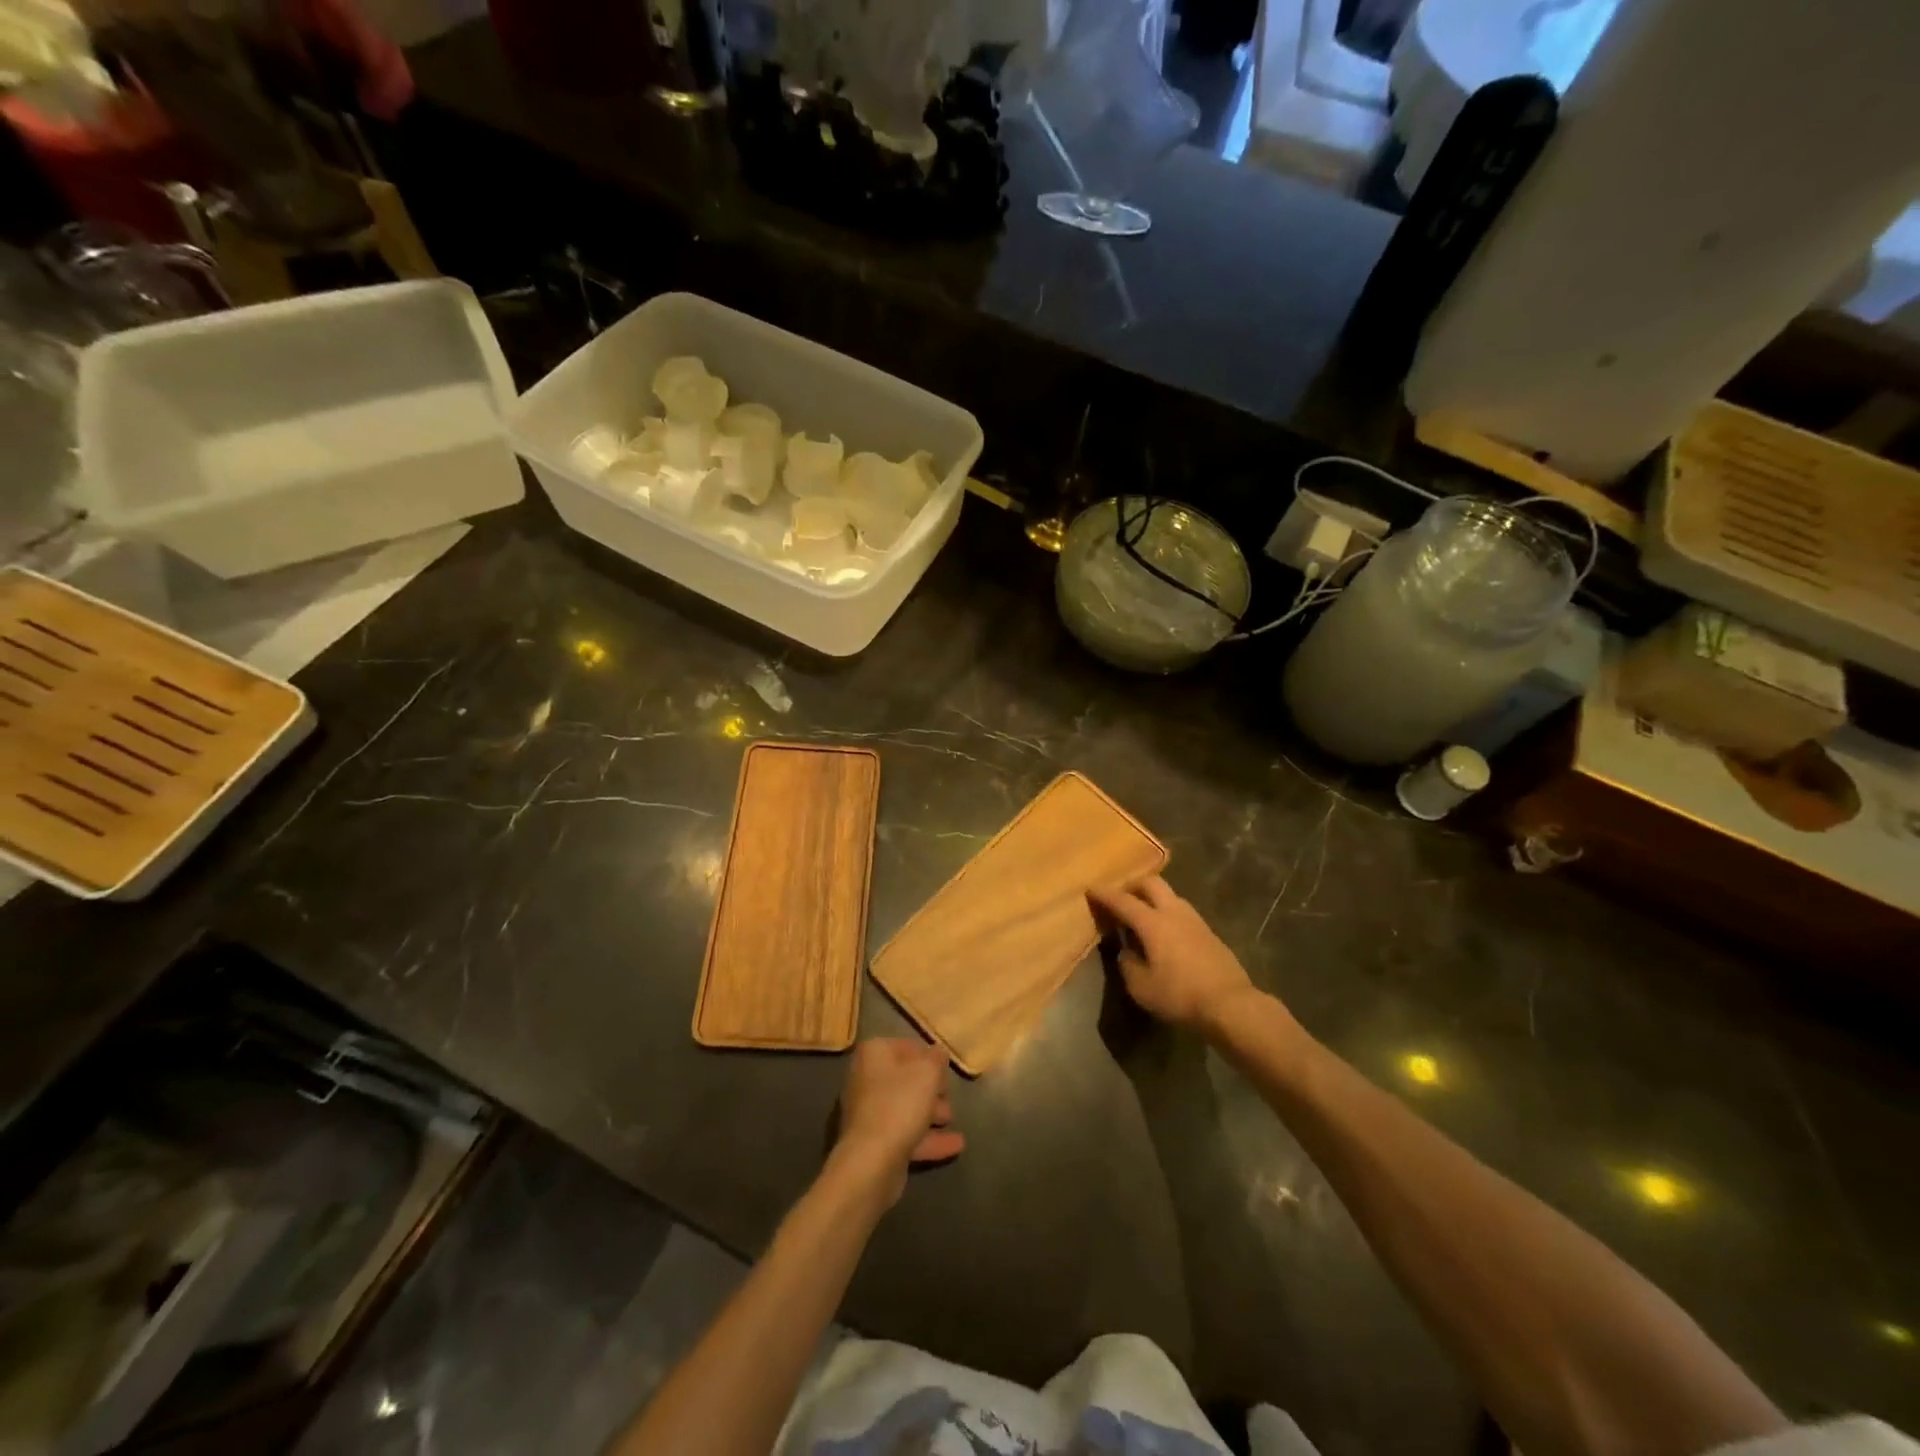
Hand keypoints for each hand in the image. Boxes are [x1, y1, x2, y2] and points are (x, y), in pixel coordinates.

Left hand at [831, 1039, 964, 1204]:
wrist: (872, 1161)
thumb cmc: (900, 1104)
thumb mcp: (928, 1072)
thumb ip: (936, 1058)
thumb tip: (938, 1053)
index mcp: (874, 1054)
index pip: (905, 1046)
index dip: (928, 1055)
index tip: (946, 1068)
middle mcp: (866, 1079)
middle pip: (906, 1079)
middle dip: (931, 1088)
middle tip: (950, 1094)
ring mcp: (869, 1113)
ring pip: (906, 1108)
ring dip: (932, 1113)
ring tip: (953, 1119)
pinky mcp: (875, 1144)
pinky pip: (906, 1134)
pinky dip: (929, 1138)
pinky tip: (956, 1145)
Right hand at [1090, 876, 1259, 1033]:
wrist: (1230, 1004)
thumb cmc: (1180, 995)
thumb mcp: (1141, 987)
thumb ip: (1127, 964)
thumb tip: (1126, 951)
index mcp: (1153, 922)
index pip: (1123, 901)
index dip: (1104, 894)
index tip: (1091, 889)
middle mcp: (1174, 912)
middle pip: (1151, 883)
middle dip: (1132, 886)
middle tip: (1120, 898)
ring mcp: (1195, 920)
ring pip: (1170, 895)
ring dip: (1153, 898)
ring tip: (1142, 915)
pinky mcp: (1209, 932)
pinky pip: (1182, 912)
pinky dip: (1167, 913)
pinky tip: (1165, 933)